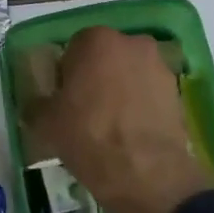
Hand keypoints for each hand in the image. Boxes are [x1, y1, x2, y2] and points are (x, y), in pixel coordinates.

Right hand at [31, 27, 213, 212]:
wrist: (145, 172)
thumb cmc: (88, 136)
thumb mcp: (45, 123)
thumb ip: (37, 103)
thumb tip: (37, 103)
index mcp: (96, 40)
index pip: (72, 48)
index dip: (66, 74)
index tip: (63, 99)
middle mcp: (132, 43)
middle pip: (105, 57)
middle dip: (96, 77)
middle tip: (85, 109)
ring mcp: (159, 65)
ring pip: (129, 73)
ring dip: (120, 89)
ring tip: (111, 124)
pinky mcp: (177, 91)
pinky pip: (148, 92)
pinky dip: (140, 104)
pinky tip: (131, 131)